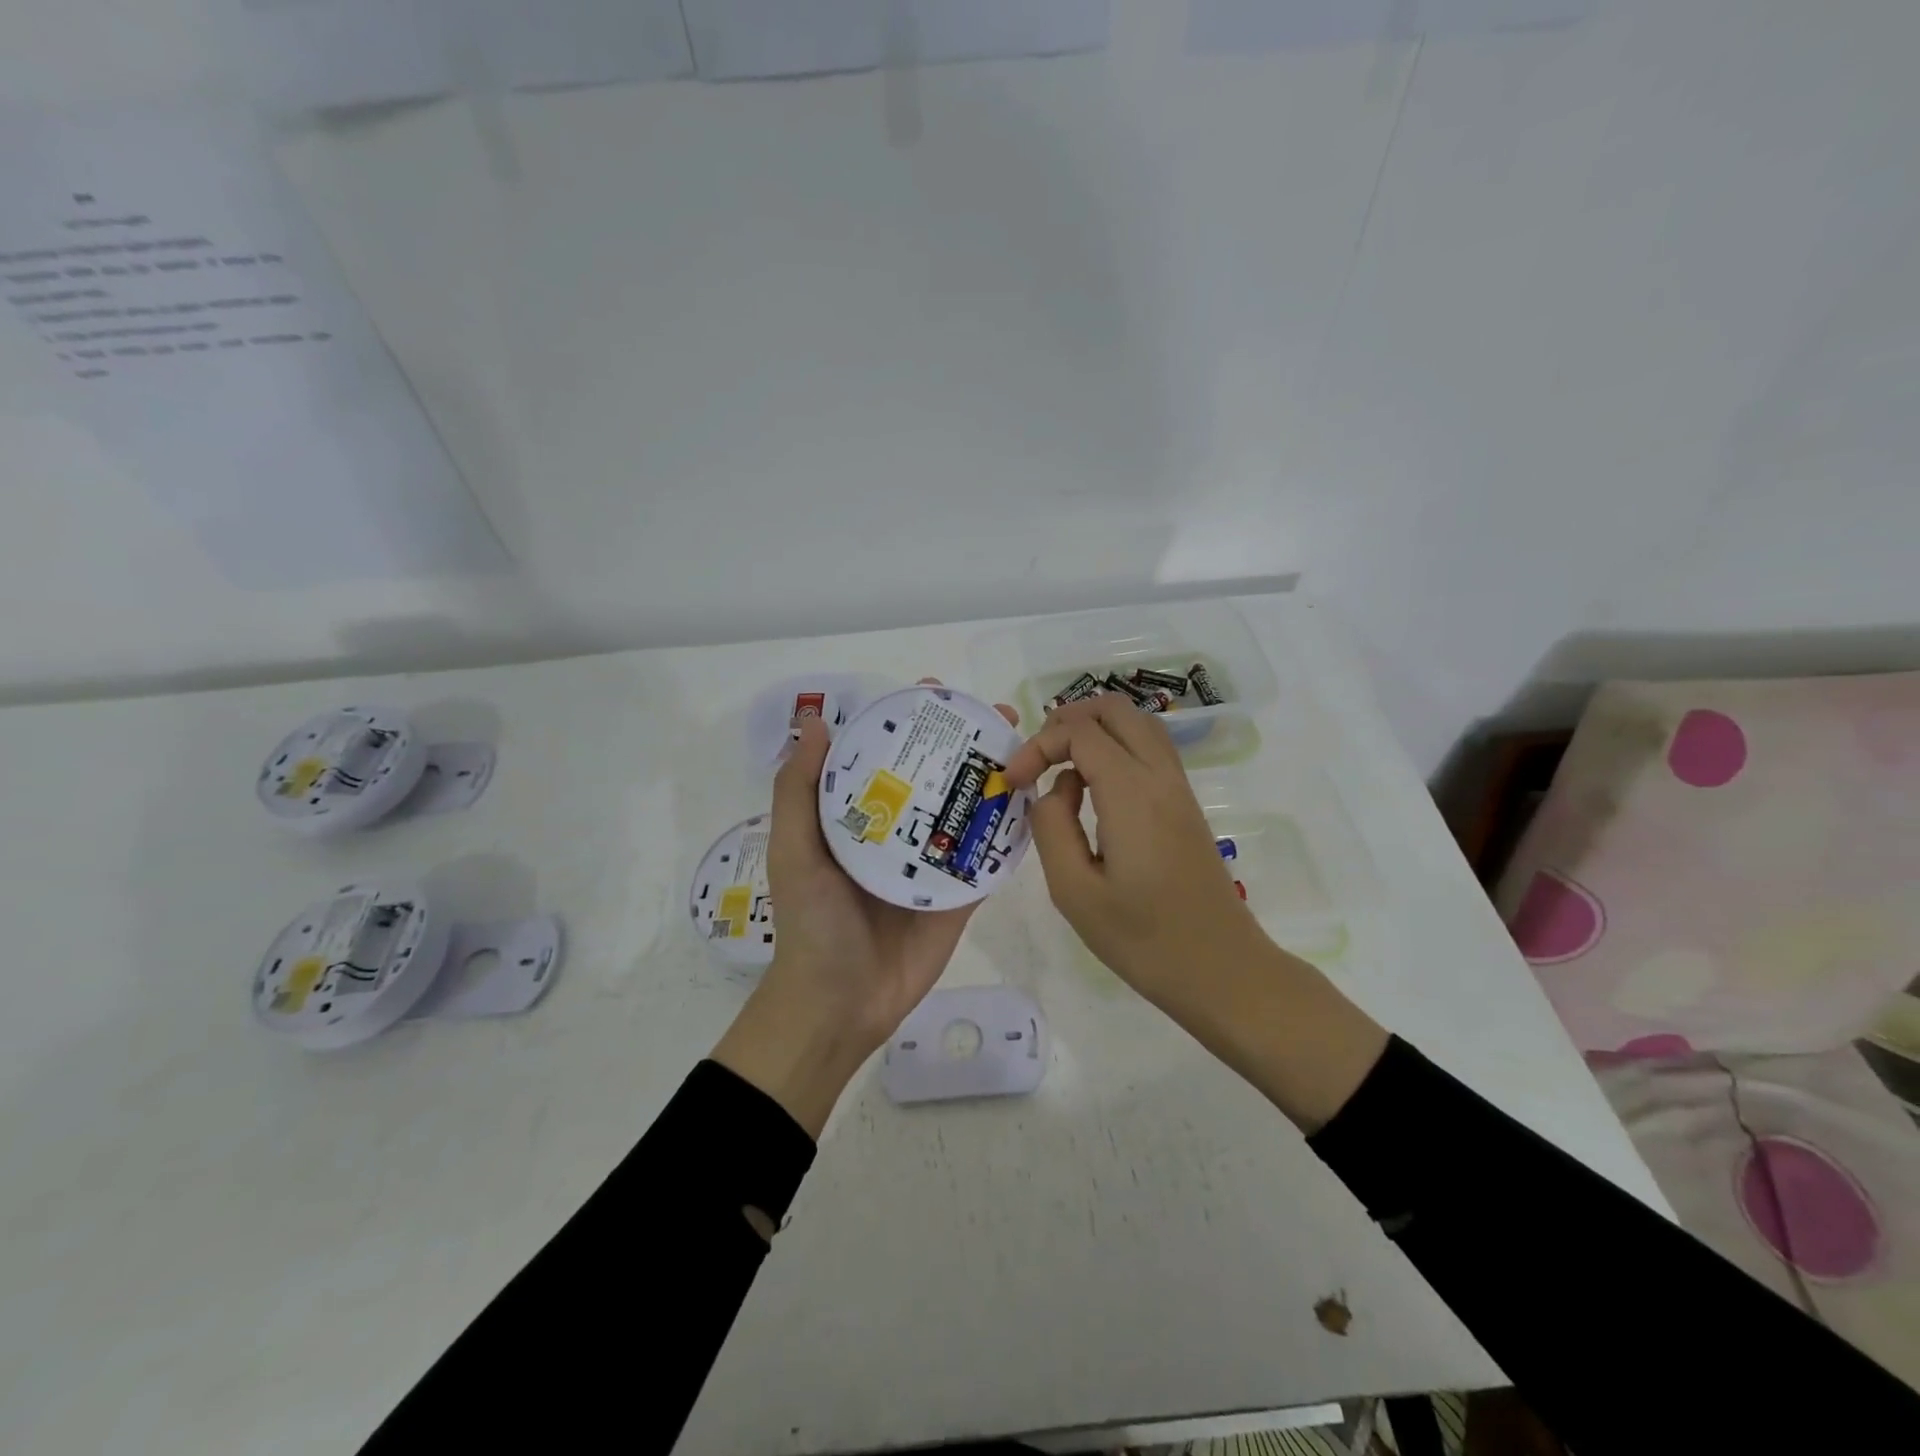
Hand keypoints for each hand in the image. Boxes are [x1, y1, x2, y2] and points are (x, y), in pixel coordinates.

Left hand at [712, 682, 1018, 1136]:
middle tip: (997, 716)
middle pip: (934, 777)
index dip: (909, 723)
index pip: (886, 756)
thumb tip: (814, 723)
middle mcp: (897, 833)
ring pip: (966, 811)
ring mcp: (932, 865)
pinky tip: (1034, 800)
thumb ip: (799, 790)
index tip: (935, 693)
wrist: (840, 1005)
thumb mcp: (793, 850)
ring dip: (993, 779)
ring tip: (1023, 747)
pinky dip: (1008, 832)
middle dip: (963, 743)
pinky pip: (987, 858)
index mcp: (857, 817)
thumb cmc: (813, 924)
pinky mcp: (960, 896)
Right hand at [1002, 695, 1263, 1001]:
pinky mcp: (1185, 805)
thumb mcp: (1074, 891)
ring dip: (1093, 731)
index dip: (1038, 745)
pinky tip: (1093, 790)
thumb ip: (1051, 828)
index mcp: (1132, 793)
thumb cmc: (1143, 940)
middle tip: (1037, 761)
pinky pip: (1149, 750)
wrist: (1222, 970)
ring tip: (1060, 768)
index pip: (1079, 732)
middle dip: (1066, 721)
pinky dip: (1115, 748)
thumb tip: (1053, 790)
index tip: (1013, 781)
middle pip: (1114, 709)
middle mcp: (1160, 777)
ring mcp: (1179, 789)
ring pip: (1137, 724)